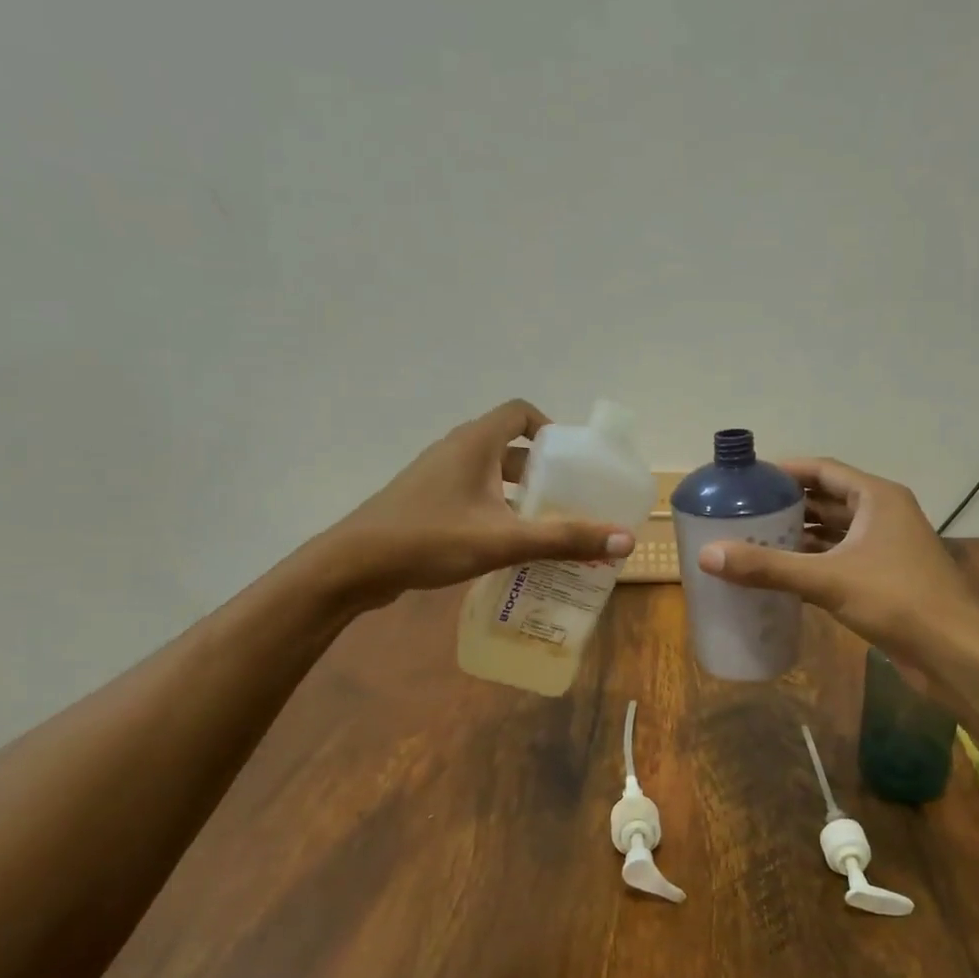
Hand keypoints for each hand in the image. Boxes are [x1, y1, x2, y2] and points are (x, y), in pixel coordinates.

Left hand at [329, 399, 633, 605]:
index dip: (549, 428)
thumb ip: (564, 539)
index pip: (519, 412)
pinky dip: (495, 508)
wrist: (353, 565)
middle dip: (542, 470)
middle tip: (569, 498)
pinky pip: (471, 494)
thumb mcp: (505, 539)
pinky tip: (506, 543)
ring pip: (489, 474)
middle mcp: (456, 450)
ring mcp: (436, 476)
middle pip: (508, 445)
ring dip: (518, 493)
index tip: (572, 460)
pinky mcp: (424, 501)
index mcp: (475, 443)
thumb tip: (626, 539)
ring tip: (546, 523)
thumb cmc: (430, 539)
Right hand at [695, 457, 978, 665]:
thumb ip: (767, 567)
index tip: (747, 479)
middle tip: (741, 513)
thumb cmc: (897, 600)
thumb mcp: (827, 579)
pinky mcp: (884, 579)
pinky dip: (811, 564)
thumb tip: (707, 555)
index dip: (785, 471)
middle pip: (826, 500)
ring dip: (797, 537)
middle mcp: (882, 516)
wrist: (956, 653)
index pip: (823, 470)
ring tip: (752, 542)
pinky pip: (839, 561)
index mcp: (877, 498)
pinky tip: (779, 576)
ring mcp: (885, 549)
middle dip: (786, 506)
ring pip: (832, 534)